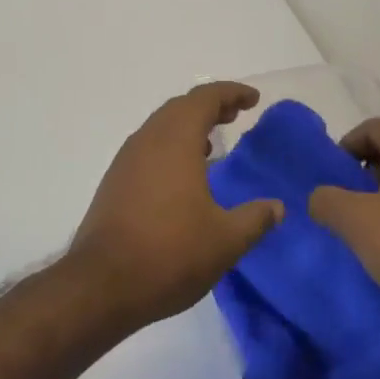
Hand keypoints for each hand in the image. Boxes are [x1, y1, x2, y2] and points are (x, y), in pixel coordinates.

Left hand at [67, 82, 281, 330]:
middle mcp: (148, 140)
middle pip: (180, 107)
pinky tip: (184, 175)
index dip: (231, 93)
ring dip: (188, 125)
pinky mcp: (115, 182)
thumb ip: (255, 219)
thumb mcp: (225, 241)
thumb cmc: (170, 254)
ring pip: (161, 126)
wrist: (102, 285)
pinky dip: (171, 146)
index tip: (253, 99)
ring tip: (213, 143)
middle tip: (235, 115)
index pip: (205, 98)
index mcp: (175, 141)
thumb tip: (277, 207)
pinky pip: (148, 147)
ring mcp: (126, 160)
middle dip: (210, 106)